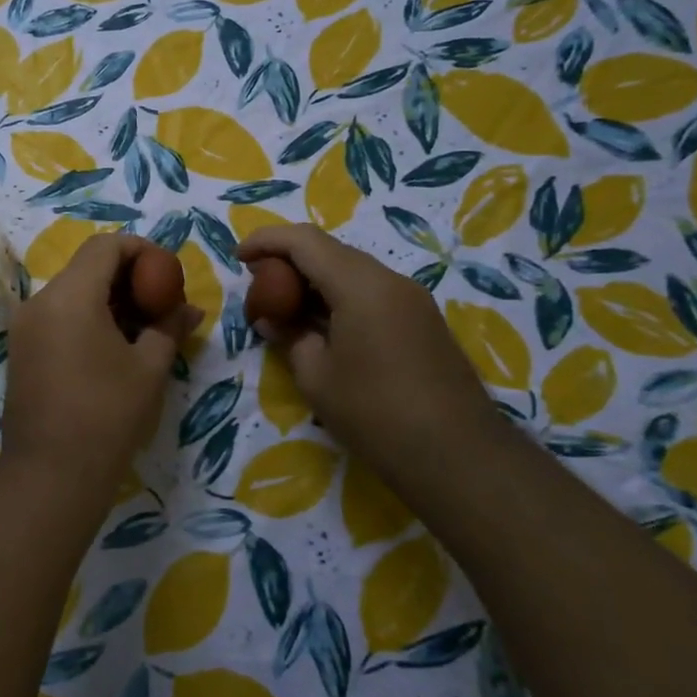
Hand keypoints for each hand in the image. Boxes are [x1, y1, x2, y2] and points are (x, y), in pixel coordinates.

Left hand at [2, 234, 199, 497]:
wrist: (50, 474)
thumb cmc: (107, 415)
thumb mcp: (149, 368)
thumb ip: (169, 327)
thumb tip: (190, 309)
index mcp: (70, 295)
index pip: (105, 245)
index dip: (141, 250)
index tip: (167, 273)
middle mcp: (40, 301)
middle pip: (86, 267)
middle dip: (127, 277)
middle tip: (159, 302)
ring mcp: (25, 326)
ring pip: (71, 292)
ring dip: (107, 299)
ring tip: (141, 328)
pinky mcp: (20, 350)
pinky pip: (57, 316)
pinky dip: (86, 318)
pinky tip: (112, 347)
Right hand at [238, 225, 500, 484]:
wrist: (457, 455)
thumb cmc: (375, 413)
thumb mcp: (316, 376)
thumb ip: (289, 336)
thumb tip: (272, 318)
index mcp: (360, 285)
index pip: (304, 241)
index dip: (267, 241)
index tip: (239, 258)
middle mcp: (390, 280)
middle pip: (330, 251)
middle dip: (289, 259)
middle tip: (259, 286)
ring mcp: (412, 299)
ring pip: (352, 270)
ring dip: (314, 279)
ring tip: (285, 307)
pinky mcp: (422, 321)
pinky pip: (371, 292)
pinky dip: (339, 296)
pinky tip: (322, 325)